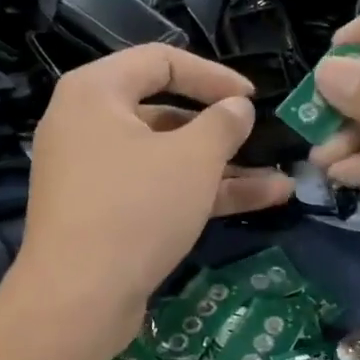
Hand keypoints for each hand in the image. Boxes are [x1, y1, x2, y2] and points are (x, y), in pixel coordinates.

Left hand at [17, 45, 293, 339]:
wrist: (78, 299)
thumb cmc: (135, 208)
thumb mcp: (192, 158)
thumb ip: (224, 123)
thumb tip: (238, 108)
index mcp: (95, 92)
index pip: (160, 60)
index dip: (213, 75)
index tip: (253, 96)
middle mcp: (86, 125)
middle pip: (163, 112)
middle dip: (220, 131)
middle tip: (261, 141)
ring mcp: (93, 173)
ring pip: (165, 159)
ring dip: (221, 169)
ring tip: (280, 180)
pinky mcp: (103, 214)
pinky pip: (156, 190)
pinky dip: (199, 194)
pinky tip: (260, 201)